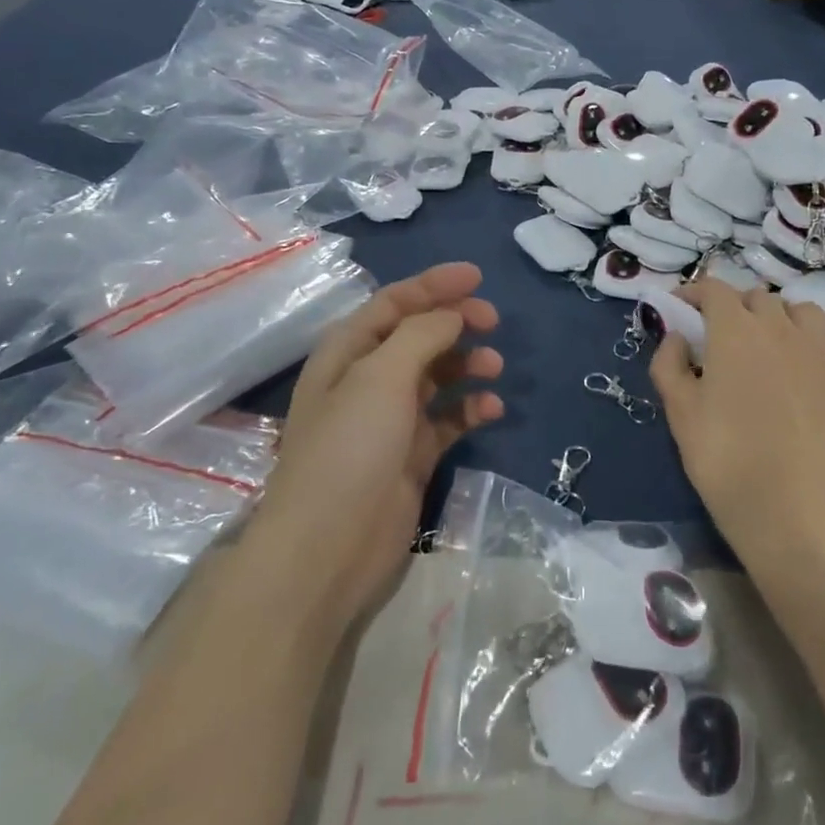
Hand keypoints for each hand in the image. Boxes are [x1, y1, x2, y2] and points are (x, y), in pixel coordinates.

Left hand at [255, 263, 502, 629]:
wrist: (329, 548)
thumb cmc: (349, 448)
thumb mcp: (381, 377)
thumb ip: (421, 335)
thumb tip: (452, 315)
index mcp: (348, 352)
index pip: (394, 303)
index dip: (434, 285)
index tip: (478, 276)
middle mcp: (368, 380)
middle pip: (419, 335)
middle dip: (456, 322)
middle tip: (493, 322)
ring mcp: (391, 420)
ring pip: (437, 376)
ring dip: (467, 365)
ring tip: (494, 369)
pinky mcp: (413, 455)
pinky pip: (448, 420)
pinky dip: (470, 410)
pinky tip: (491, 410)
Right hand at [649, 280, 824, 566]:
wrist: (801, 517)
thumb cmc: (729, 464)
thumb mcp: (680, 416)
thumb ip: (669, 366)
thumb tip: (676, 337)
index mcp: (735, 332)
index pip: (714, 289)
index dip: (693, 293)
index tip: (678, 310)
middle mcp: (780, 330)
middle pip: (757, 297)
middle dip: (734, 307)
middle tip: (717, 338)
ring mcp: (821, 354)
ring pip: (802, 311)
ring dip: (780, 317)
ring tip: (767, 345)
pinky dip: (822, 344)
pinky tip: (811, 367)